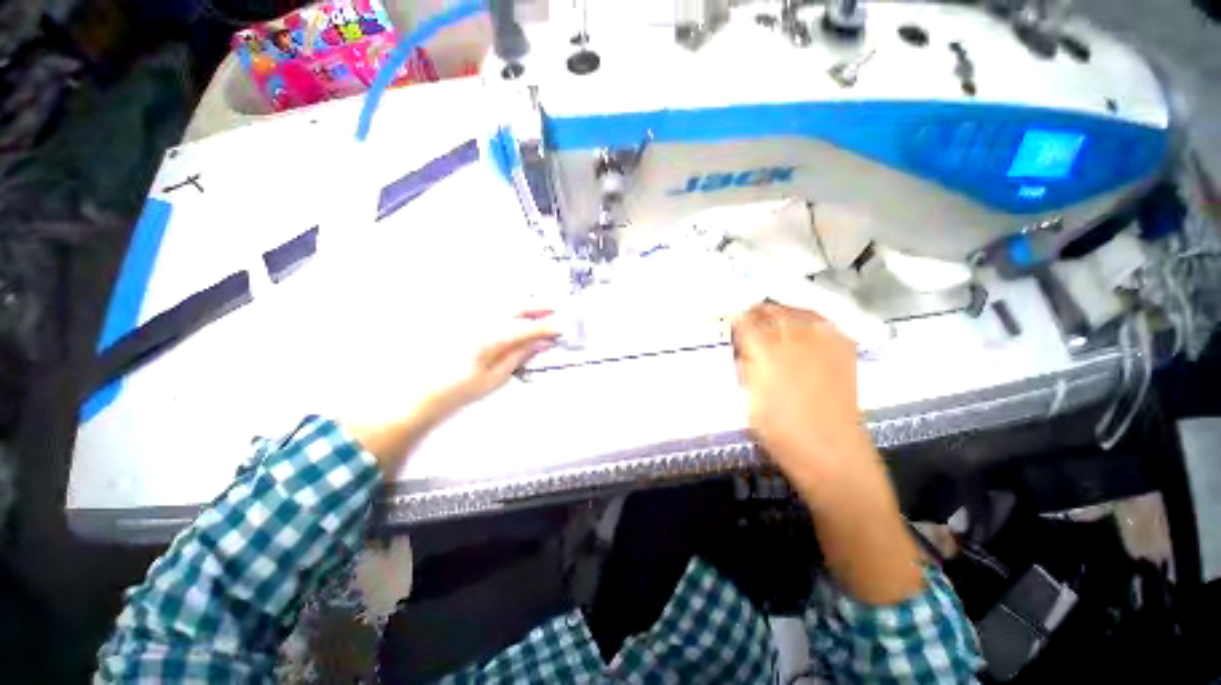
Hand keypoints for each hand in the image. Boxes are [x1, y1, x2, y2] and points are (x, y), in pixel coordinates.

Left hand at [432, 310, 558, 411]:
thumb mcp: (495, 378)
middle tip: (554, 310)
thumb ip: (519, 356)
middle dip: (537, 307)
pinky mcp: (463, 321)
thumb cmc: (460, 389)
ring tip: (539, 312)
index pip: (525, 328)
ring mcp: (470, 320)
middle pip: (514, 307)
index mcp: (489, 340)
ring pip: (502, 304)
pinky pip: (491, 309)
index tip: (560, 329)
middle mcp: (480, 323)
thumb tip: (541, 343)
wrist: (423, 391)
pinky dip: (507, 310)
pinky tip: (514, 316)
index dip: (545, 328)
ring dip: (524, 306)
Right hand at [731, 302, 873, 497]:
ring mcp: (822, 343)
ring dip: (784, 312)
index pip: (746, 324)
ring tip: (776, 318)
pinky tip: (806, 327)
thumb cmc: (780, 431)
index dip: (738, 321)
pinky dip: (812, 320)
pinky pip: (826, 323)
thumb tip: (744, 349)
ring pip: (799, 312)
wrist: (830, 450)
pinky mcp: (844, 350)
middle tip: (751, 318)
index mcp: (765, 354)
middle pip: (772, 312)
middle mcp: (793, 340)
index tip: (734, 322)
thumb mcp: (748, 399)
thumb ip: (746, 368)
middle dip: (758, 312)